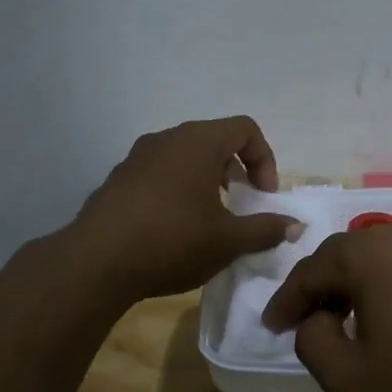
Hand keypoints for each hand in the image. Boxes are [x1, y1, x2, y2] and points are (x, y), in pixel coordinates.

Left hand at [70, 117, 298, 301]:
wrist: (96, 262)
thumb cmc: (172, 241)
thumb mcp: (228, 241)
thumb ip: (266, 229)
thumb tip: (295, 225)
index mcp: (199, 142)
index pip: (245, 129)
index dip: (264, 159)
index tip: (263, 195)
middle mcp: (167, 139)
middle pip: (215, 139)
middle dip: (236, 169)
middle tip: (241, 203)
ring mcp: (137, 157)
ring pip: (185, 156)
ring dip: (206, 180)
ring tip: (209, 218)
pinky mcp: (118, 179)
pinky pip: (160, 173)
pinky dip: (178, 189)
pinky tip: (173, 228)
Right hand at [262, 220, 391, 391]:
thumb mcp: (348, 379)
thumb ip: (312, 340)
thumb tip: (317, 318)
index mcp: (369, 253)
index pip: (310, 271)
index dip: (285, 301)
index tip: (271, 327)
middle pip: (345, 257)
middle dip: (320, 289)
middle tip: (303, 324)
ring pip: (379, 260)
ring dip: (355, 287)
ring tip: (345, 324)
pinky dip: (388, 288)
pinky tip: (391, 320)